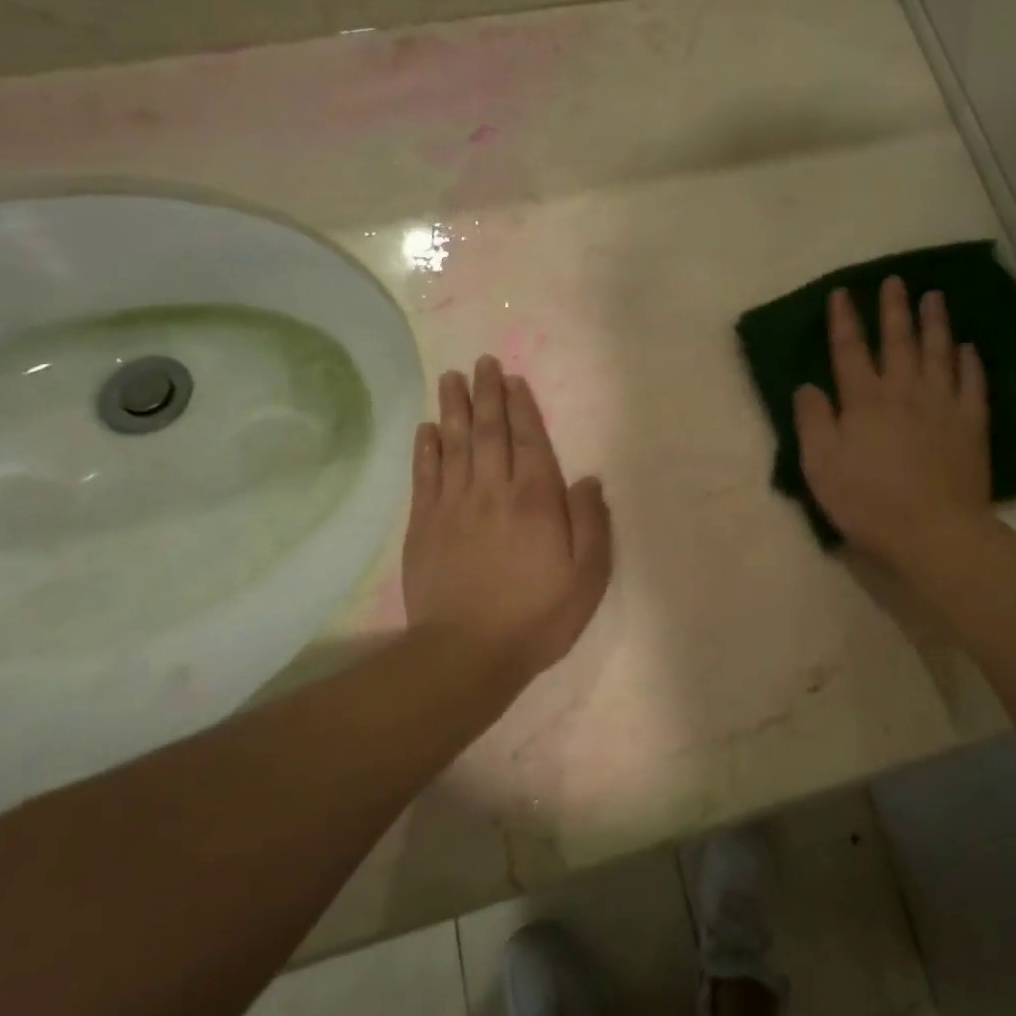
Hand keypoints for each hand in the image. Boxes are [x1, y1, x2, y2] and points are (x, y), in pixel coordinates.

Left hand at [402, 357, 611, 687]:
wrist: (467, 653)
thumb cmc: (537, 616)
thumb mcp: (587, 576)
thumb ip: (591, 523)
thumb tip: (587, 480)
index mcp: (536, 500)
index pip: (529, 441)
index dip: (522, 407)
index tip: (513, 379)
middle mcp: (493, 492)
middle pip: (489, 433)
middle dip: (487, 395)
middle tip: (481, 363)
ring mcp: (454, 506)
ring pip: (455, 445)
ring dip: (454, 409)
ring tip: (452, 379)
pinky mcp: (424, 526)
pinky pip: (425, 476)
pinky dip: (427, 449)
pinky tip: (427, 429)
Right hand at [793, 278, 990, 565]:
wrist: (933, 531)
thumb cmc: (868, 502)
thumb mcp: (821, 466)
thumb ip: (812, 421)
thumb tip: (807, 386)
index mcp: (864, 401)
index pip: (850, 351)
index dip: (844, 321)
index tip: (842, 293)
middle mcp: (904, 392)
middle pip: (898, 342)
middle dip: (894, 309)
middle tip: (895, 281)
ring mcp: (942, 405)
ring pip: (939, 353)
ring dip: (935, 322)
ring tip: (934, 296)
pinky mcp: (971, 425)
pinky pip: (972, 384)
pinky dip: (969, 362)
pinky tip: (968, 347)